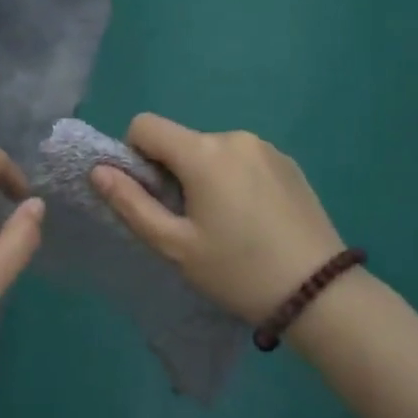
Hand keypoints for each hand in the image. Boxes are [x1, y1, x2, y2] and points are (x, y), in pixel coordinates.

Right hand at [91, 114, 346, 325]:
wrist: (319, 292)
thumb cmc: (237, 270)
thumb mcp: (175, 245)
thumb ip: (131, 203)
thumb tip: (98, 170)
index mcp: (202, 152)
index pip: (145, 125)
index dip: (135, 155)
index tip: (152, 196)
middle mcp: (234, 136)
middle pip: (181, 141)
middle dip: (172, 172)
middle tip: (190, 221)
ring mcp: (266, 147)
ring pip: (212, 151)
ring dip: (204, 175)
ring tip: (226, 224)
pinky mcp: (288, 163)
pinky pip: (243, 159)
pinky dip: (234, 178)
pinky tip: (254, 219)